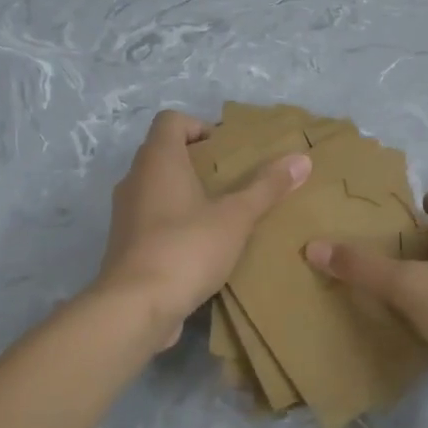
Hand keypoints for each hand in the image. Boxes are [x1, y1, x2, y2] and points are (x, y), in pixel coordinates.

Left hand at [96, 110, 309, 345]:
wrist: (136, 307)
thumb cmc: (187, 247)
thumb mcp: (236, 216)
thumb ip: (267, 187)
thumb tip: (301, 159)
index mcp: (158, 160)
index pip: (170, 121)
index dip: (198, 126)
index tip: (226, 150)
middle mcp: (135, 179)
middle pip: (164, 153)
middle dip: (198, 162)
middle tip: (233, 180)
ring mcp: (125, 213)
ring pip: (157, 188)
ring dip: (186, 193)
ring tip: (222, 213)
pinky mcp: (125, 244)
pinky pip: (152, 219)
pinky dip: (175, 222)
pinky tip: (203, 245)